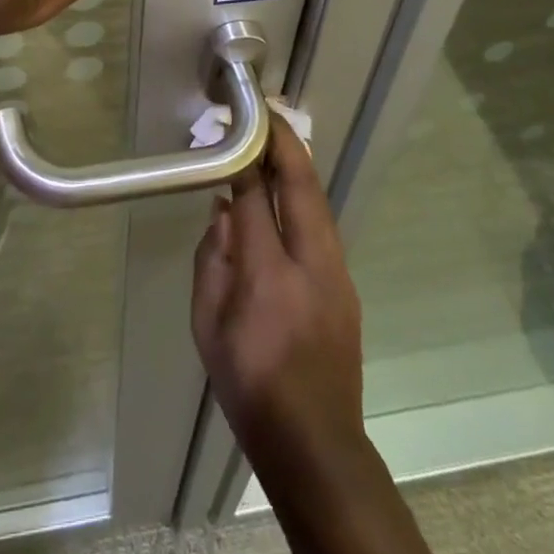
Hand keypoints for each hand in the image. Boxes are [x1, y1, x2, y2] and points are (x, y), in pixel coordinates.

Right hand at [192, 114, 368, 479]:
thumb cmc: (249, 384)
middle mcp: (310, 262)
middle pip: (300, 185)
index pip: (254, 195)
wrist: (315, 442)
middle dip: (282, 142)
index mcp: (268, 273)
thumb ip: (212, 257)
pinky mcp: (346, 284)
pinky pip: (322, 223)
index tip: (231, 125)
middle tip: (263, 111)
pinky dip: (303, 195)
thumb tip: (223, 208)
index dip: (243, 156)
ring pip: (317, 200)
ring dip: (296, 165)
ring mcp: (337, 272)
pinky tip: (285, 192)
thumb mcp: (207, 323)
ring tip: (273, 139)